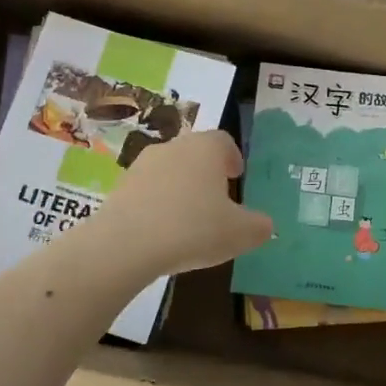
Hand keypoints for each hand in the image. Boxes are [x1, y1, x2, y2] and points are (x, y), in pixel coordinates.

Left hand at [95, 130, 272, 276]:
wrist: (126, 244)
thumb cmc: (193, 229)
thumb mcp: (240, 234)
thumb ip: (259, 226)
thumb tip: (265, 225)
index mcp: (206, 148)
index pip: (224, 141)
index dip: (232, 157)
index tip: (236, 176)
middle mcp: (174, 147)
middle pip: (195, 152)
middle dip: (207, 172)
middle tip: (216, 198)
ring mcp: (142, 164)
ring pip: (169, 169)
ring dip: (180, 187)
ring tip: (188, 217)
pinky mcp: (120, 186)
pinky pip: (147, 190)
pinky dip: (157, 203)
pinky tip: (162, 230)